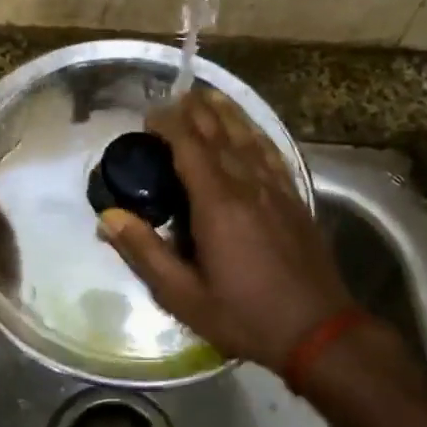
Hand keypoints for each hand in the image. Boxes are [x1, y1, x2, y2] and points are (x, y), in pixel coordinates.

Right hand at [96, 90, 355, 372]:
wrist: (319, 331)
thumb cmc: (245, 316)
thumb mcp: (183, 296)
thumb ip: (145, 252)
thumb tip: (108, 217)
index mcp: (217, 204)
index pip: (189, 145)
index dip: (168, 123)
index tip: (148, 116)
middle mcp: (248, 185)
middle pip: (220, 133)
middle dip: (195, 110)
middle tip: (174, 97)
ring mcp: (276, 189)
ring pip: (248, 136)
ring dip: (226, 113)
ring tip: (208, 95)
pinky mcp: (295, 198)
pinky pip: (272, 153)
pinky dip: (256, 133)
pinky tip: (250, 129)